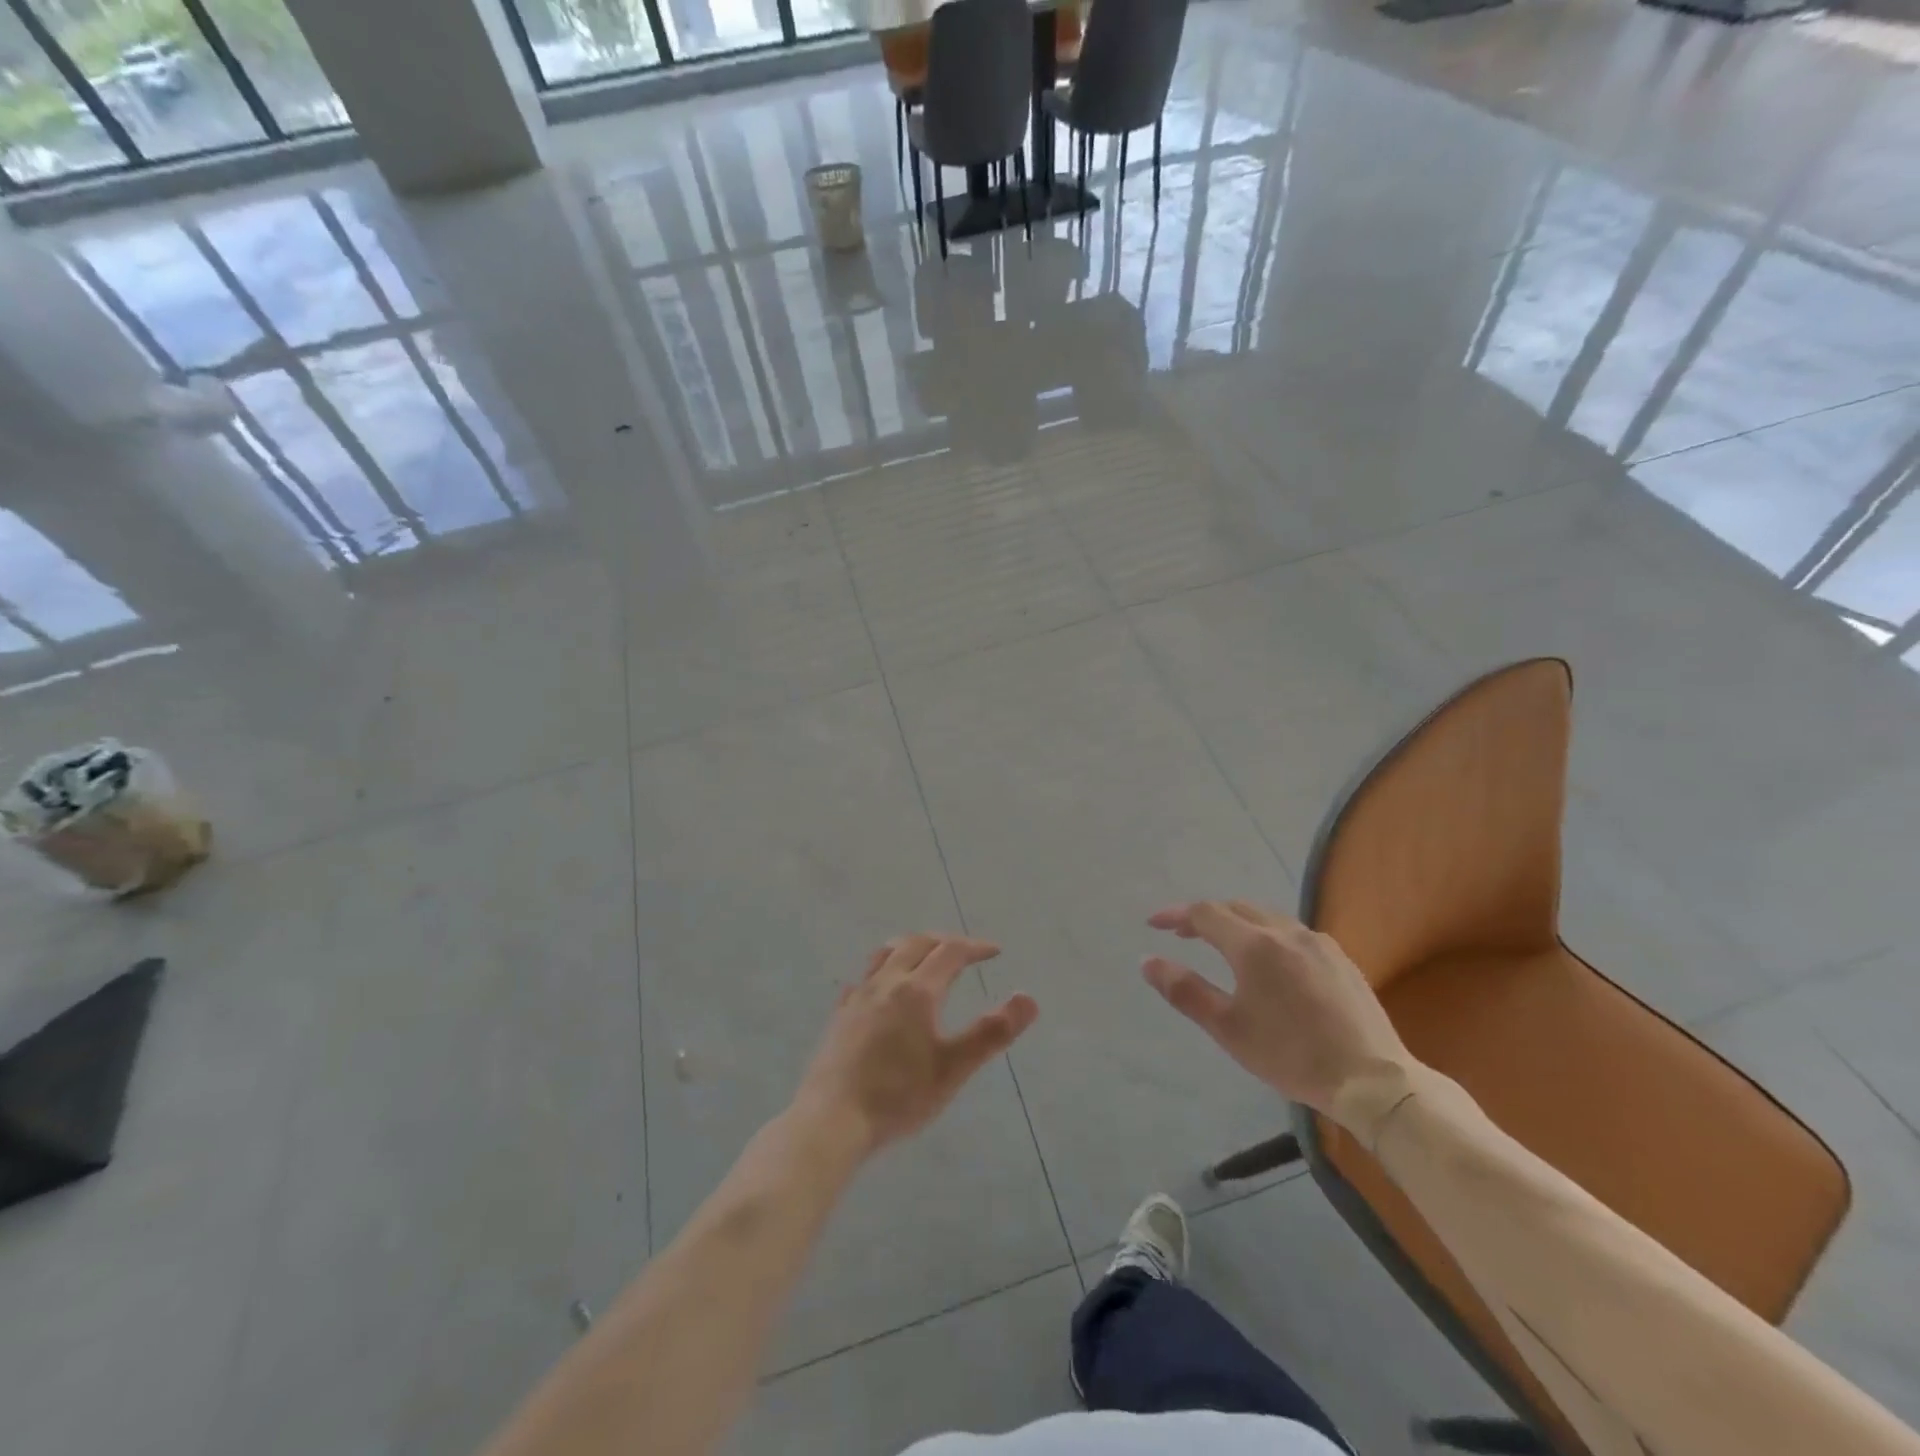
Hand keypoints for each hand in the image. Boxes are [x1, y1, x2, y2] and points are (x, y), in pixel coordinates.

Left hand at [796, 934, 1038, 1157]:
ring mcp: (858, 997)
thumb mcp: (953, 1068)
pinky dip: (883, 971)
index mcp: (917, 990)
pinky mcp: (840, 1016)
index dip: (975, 947)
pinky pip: (864, 978)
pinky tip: (881, 989)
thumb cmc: (898, 1095)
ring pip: (886, 954)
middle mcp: (886, 983)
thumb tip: (1029, 998)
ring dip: (911, 947)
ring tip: (924, 956)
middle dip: (945, 942)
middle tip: (965, 952)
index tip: (996, 951)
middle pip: (917, 944)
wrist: (832, 1120)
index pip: (950, 952)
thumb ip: (992, 1032)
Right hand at [1143, 901, 1414, 1121]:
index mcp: (1254, 945)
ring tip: (1223, 944)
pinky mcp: (1341, 958)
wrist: (1372, 1080)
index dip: (1175, 915)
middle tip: (1183, 934)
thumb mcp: (1228, 1028)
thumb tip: (1147, 961)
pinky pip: (1293, 932)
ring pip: (1267, 917)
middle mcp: (1286, 932)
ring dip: (1238, 923)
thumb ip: (1185, 990)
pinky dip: (1267, 935)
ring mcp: (1318, 943)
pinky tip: (1270, 962)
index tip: (1154, 924)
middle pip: (1236, 908)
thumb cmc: (1291, 1055)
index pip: (1205, 913)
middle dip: (1205, 916)